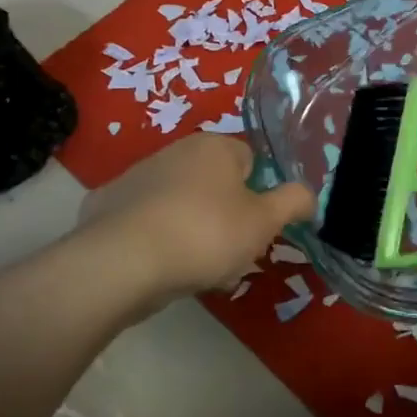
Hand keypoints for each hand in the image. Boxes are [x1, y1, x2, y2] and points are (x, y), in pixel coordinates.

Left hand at [77, 135, 314, 302]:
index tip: (256, 228)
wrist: (121, 262)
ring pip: (182, 204)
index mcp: (215, 146)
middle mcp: (175, 151)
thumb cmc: (205, 233)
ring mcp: (136, 176)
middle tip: (230, 254)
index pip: (251, 161)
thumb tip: (309, 193)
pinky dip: (155, 239)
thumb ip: (294, 202)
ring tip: (195, 270)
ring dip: (193, 230)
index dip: (259, 195)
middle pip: (216, 185)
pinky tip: (157, 267)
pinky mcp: (107, 205)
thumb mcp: (264, 222)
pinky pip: (146, 221)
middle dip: (226, 217)